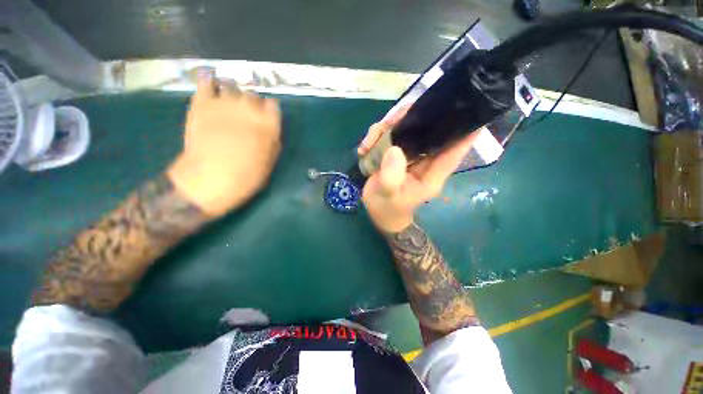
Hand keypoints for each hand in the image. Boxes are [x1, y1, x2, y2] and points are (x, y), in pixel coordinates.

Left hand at [168, 74, 281, 216]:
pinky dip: (209, 81)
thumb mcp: (270, 162)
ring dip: (233, 95)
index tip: (267, 117)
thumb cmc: (247, 176)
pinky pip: (206, 82)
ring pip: (232, 86)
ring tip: (229, 104)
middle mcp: (250, 108)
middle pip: (254, 95)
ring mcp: (225, 103)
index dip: (270, 110)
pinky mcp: (203, 103)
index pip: (273, 105)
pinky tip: (210, 84)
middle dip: (252, 103)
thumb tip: (271, 131)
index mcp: (269, 124)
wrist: (212, 178)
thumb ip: (272, 141)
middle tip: (247, 115)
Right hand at [359, 110, 476, 232]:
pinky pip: (389, 136)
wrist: (378, 212)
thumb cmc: (388, 208)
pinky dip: (376, 136)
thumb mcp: (388, 195)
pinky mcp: (396, 153)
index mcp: (431, 174)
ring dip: (386, 128)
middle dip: (411, 119)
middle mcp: (424, 161)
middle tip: (389, 122)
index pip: (453, 152)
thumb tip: (394, 149)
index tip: (466, 109)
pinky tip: (364, 148)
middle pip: (428, 131)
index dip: (464, 132)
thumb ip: (391, 177)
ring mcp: (409, 155)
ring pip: (406, 128)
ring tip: (368, 143)